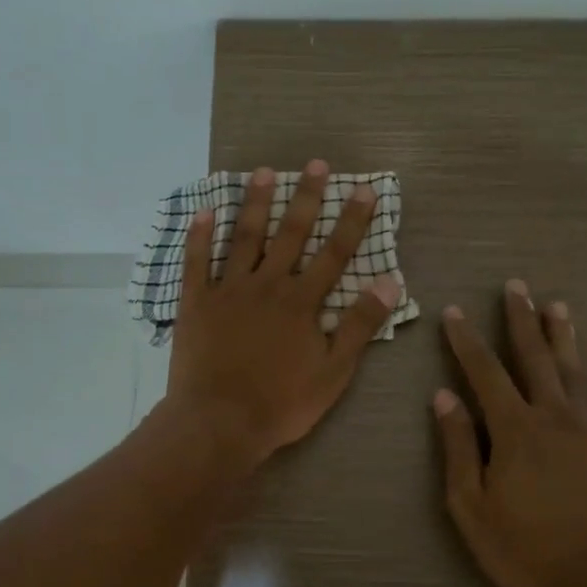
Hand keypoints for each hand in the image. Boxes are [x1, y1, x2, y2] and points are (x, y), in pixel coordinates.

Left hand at [165, 160, 400, 469]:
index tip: (364, 189)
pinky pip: (196, 262)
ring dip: (256, 203)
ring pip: (244, 237)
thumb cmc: (281, 403)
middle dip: (306, 198)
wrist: (219, 422)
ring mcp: (228, 290)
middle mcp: (267, 285)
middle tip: (315, 163)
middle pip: (290, 234)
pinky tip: (205, 211)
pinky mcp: (196, 302)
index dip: (352, 221)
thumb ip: (360, 325)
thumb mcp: (334, 372)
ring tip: (264, 172)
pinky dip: (200, 236)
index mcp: (301, 302)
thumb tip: (390, 282)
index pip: (334, 253)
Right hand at [434, 281, 586, 586]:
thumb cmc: (519, 549)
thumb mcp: (470, 504)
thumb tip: (443, 397)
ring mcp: (586, 434)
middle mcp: (552, 419)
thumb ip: (459, 446)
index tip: (454, 312)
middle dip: (521, 321)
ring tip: (558, 305)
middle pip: (534, 359)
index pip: (484, 373)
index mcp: (513, 430)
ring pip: (574, 374)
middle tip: (516, 286)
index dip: (466, 341)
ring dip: (564, 338)